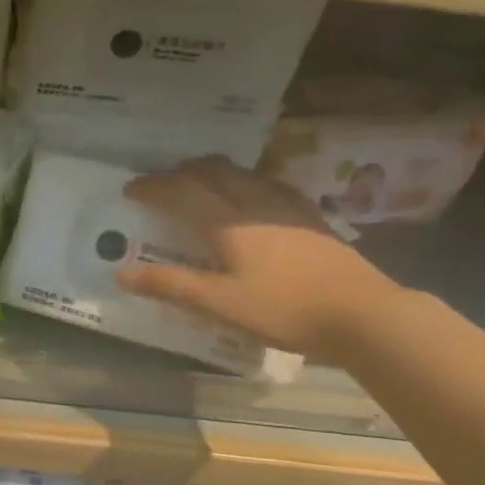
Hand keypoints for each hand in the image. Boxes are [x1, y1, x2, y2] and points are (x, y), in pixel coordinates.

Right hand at [114, 156, 400, 360]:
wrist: (363, 313)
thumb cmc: (284, 309)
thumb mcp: (219, 304)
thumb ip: (170, 285)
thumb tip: (121, 274)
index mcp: (227, 221)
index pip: (181, 190)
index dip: (153, 187)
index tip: (130, 189)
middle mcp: (255, 202)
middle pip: (213, 171)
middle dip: (182, 172)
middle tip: (164, 184)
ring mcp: (287, 206)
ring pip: (242, 173)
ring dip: (214, 173)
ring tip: (202, 187)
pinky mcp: (310, 216)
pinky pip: (268, 184)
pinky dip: (245, 183)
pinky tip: (253, 201)